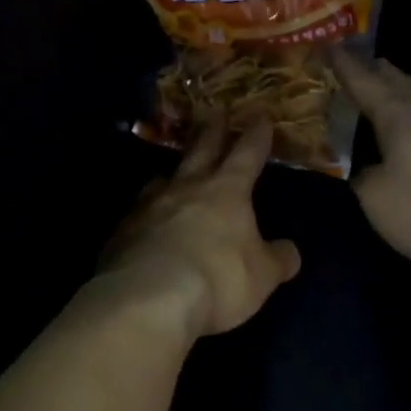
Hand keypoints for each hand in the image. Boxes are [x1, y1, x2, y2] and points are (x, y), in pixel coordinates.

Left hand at [99, 120, 302, 337]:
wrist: (148, 298)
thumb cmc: (218, 279)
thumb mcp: (262, 276)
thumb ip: (277, 259)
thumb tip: (289, 251)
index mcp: (226, 191)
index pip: (246, 155)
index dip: (256, 137)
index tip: (260, 118)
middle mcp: (186, 188)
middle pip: (200, 151)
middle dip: (211, 132)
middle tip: (214, 113)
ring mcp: (148, 206)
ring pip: (162, 179)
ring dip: (173, 173)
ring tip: (173, 172)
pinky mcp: (121, 231)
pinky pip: (138, 213)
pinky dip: (147, 213)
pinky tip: (146, 223)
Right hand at [332, 50, 410, 280]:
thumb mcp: (380, 200)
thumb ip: (365, 180)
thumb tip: (366, 171)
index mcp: (401, 118)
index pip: (366, 84)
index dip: (346, 67)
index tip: (331, 46)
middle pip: (404, 85)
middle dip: (383, 73)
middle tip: (369, 63)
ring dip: (410, 94)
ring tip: (398, 92)